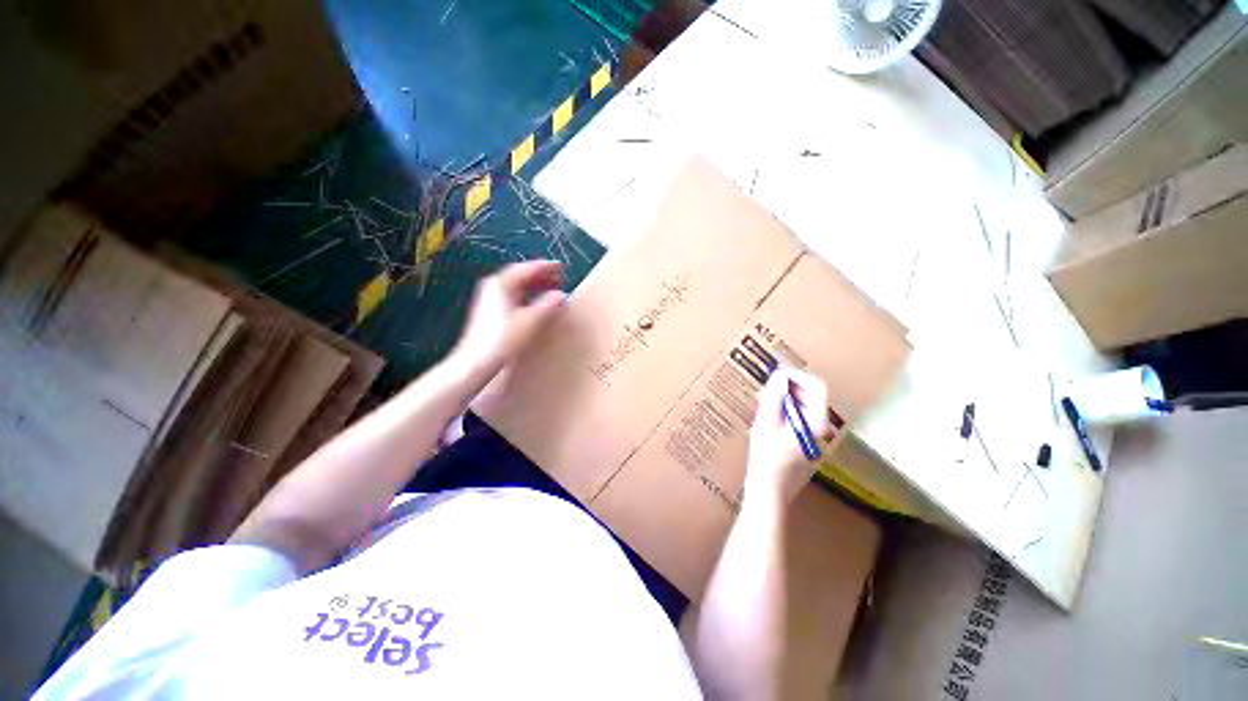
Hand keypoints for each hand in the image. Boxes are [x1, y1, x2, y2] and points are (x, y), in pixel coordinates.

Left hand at [452, 260, 565, 375]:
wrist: (476, 361)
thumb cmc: (503, 338)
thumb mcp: (530, 321)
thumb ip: (547, 305)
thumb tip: (561, 295)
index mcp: (502, 283)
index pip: (527, 268)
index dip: (546, 267)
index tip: (561, 267)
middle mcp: (494, 286)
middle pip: (520, 274)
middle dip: (540, 275)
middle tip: (558, 278)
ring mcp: (490, 298)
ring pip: (516, 285)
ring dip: (534, 285)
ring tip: (550, 289)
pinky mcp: (490, 310)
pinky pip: (512, 295)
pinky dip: (527, 295)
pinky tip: (534, 304)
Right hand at [746, 367, 831, 501]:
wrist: (769, 491)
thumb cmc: (767, 458)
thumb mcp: (766, 423)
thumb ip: (774, 397)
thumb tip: (780, 375)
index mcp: (816, 422)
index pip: (816, 387)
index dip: (797, 375)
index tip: (776, 372)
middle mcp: (819, 427)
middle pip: (810, 395)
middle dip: (788, 386)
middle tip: (766, 386)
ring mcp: (812, 435)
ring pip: (802, 405)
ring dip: (784, 397)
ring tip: (763, 399)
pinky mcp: (802, 440)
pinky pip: (796, 416)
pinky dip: (782, 409)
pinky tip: (766, 414)